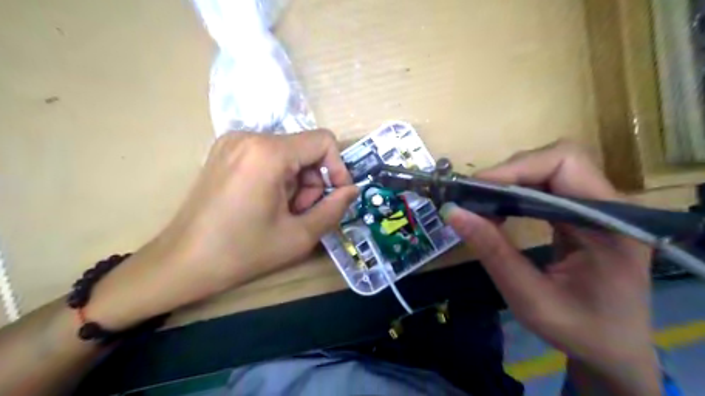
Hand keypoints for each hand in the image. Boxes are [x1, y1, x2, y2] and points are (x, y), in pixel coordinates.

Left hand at [88, 131, 358, 329]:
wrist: (182, 263)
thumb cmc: (242, 252)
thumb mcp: (299, 236)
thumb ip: (334, 209)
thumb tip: (352, 190)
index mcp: (268, 153)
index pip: (324, 141)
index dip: (338, 169)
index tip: (335, 197)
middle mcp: (249, 136)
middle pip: (305, 149)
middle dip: (312, 183)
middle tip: (301, 214)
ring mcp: (233, 142)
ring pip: (288, 154)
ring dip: (296, 183)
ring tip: (282, 213)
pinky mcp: (225, 152)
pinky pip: (268, 157)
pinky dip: (278, 178)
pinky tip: (266, 204)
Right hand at [439, 140, 661, 394]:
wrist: (612, 348)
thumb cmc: (579, 330)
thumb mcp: (529, 298)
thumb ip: (492, 252)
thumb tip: (452, 212)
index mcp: (612, 224)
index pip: (565, 164)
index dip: (517, 168)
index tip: (476, 189)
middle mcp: (611, 204)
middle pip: (555, 160)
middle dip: (508, 174)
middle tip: (472, 199)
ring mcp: (597, 205)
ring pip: (547, 169)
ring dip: (509, 182)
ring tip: (481, 206)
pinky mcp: (582, 211)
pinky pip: (545, 186)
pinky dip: (515, 192)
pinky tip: (499, 211)